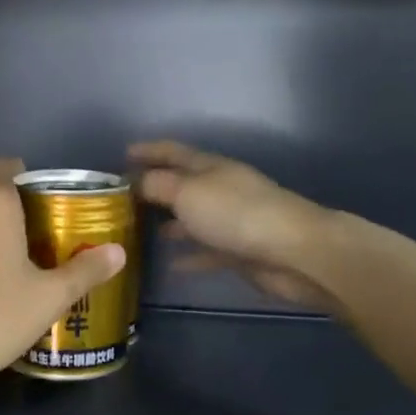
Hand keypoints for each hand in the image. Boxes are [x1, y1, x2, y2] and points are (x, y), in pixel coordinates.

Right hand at [128, 140, 336, 309]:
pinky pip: (206, 251)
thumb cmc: (236, 214)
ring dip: (169, 223)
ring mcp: (231, 221)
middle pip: (182, 185)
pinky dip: (189, 255)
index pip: (174, 153)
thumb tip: (136, 181)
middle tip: (124, 199)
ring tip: (139, 232)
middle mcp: (220, 190)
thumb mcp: (188, 193)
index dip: (149, 151)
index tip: (123, 154)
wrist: (292, 252)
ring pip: (192, 219)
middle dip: (155, 188)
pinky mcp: (238, 251)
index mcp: (210, 168)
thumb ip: (158, 185)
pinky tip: (171, 264)